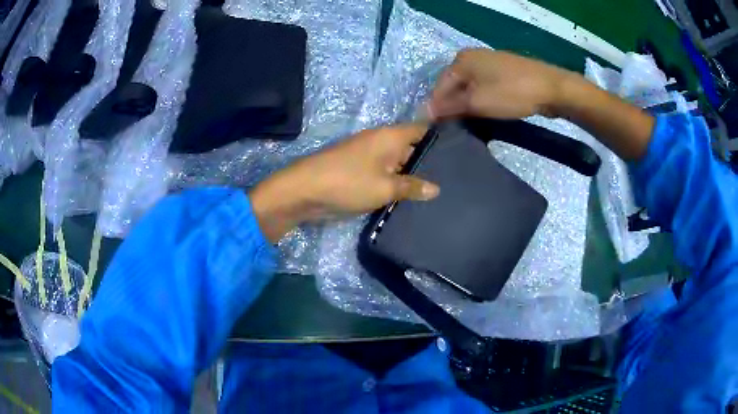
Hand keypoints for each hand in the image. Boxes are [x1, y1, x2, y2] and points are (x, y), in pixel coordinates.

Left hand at [251, 124, 439, 241]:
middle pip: (411, 148)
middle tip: (454, 179)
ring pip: (399, 164)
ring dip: (412, 176)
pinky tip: (411, 199)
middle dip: (429, 162)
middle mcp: (381, 142)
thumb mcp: (385, 187)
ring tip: (439, 191)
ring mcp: (369, 158)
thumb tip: (436, 189)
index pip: (421, 130)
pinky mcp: (360, 173)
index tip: (459, 153)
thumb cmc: (348, 182)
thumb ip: (412, 187)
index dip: (439, 139)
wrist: (304, 192)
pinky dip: (397, 185)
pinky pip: (385, 176)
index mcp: (390, 136)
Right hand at [427, 49, 573, 119]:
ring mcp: (489, 63)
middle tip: (454, 130)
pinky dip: (481, 100)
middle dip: (453, 107)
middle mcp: (472, 57)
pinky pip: (484, 87)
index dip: (437, 109)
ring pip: (469, 87)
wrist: (551, 88)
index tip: (437, 130)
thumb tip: (424, 113)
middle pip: (454, 86)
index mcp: (461, 60)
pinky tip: (484, 113)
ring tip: (469, 124)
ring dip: (467, 105)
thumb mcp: (477, 102)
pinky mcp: (503, 71)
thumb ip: (450, 107)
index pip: (439, 86)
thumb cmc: (511, 93)